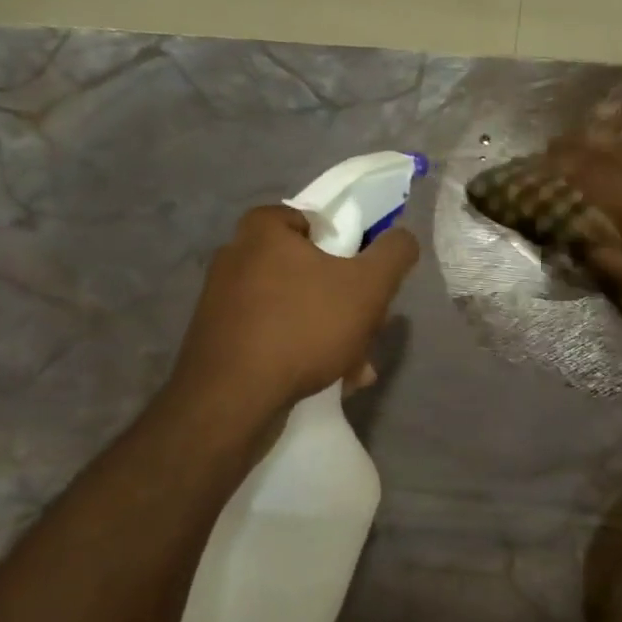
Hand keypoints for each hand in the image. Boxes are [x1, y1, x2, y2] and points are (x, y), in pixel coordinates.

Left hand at [169, 205, 419, 422]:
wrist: (231, 400)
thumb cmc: (303, 327)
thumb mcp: (367, 287)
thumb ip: (393, 255)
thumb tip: (403, 238)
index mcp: (262, 230)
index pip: (313, 221)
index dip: (346, 246)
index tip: (363, 278)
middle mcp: (235, 258)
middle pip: (308, 270)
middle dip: (346, 304)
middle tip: (369, 330)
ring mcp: (222, 301)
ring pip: (295, 308)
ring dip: (331, 335)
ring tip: (356, 368)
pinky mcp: (219, 340)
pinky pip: (272, 336)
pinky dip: (301, 352)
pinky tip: (329, 381)